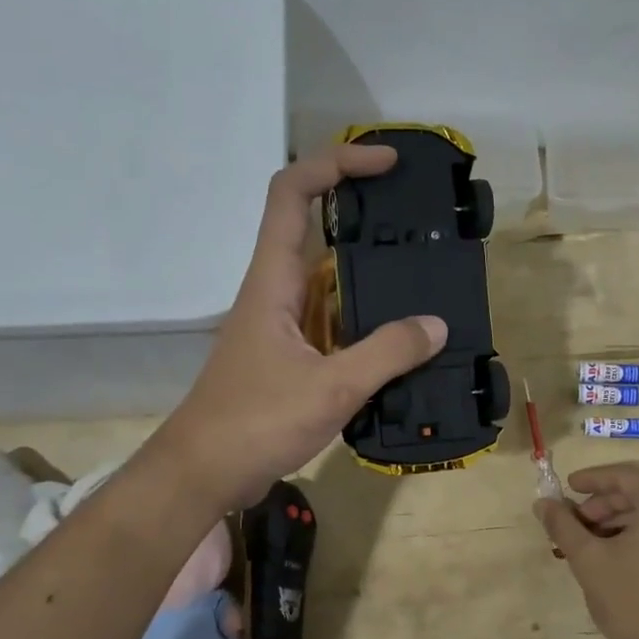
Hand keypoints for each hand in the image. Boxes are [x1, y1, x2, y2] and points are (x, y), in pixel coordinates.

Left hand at [151, 143, 447, 511]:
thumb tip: (436, 326)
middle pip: (314, 230)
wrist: (203, 474)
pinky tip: (399, 338)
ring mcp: (280, 326)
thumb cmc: (255, 422)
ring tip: (422, 277)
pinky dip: (364, 320)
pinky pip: (331, 322)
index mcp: (273, 282)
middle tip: (418, 222)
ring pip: (327, 282)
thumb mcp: (330, 387)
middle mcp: (275, 293)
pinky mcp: (287, 357)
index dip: (336, 164)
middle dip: (363, 216)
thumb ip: (386, 354)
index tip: (385, 164)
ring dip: (368, 274)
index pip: (293, 194)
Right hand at [534, 462, 638, 638]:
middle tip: (575, 519)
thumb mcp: (588, 559)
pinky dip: (637, 532)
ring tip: (588, 539)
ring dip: (618, 518)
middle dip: (604, 501)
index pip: (626, 476)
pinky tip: (612, 552)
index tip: (568, 487)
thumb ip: (563, 525)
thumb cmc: (631, 601)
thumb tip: (542, 504)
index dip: (593, 478)